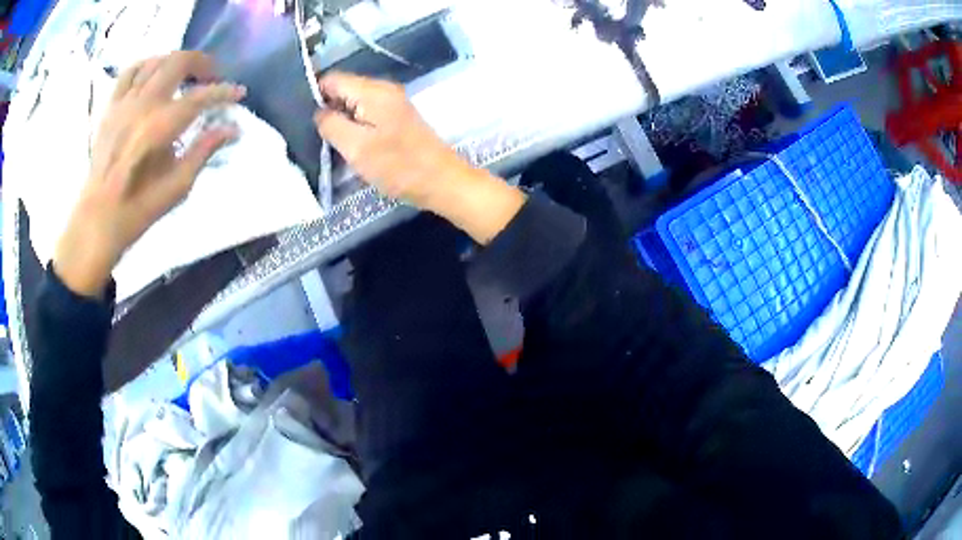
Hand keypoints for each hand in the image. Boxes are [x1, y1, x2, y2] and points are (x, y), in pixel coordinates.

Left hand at [53, 51, 245, 296]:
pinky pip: (129, 72)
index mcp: (160, 127)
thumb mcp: (177, 187)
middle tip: (211, 78)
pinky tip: (153, 76)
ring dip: (175, 62)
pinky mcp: (110, 107)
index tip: (239, 94)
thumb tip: (232, 129)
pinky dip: (146, 66)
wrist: (97, 219)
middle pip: (178, 62)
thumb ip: (204, 151)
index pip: (200, 97)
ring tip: (183, 76)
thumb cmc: (138, 209)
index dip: (224, 92)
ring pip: (155, 61)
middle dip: (201, 64)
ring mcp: (124, 103)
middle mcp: (143, 105)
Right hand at [313, 72, 463, 209]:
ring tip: (330, 142)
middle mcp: (383, 89)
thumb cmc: (398, 165)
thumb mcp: (356, 147)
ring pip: (353, 103)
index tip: (305, 120)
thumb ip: (331, 124)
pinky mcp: (396, 117)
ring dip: (340, 119)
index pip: (332, 79)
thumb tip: (318, 111)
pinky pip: (366, 113)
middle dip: (327, 109)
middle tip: (317, 136)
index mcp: (372, 90)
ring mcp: (392, 103)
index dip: (314, 95)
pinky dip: (355, 125)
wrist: (441, 181)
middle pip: (343, 89)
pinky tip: (350, 144)